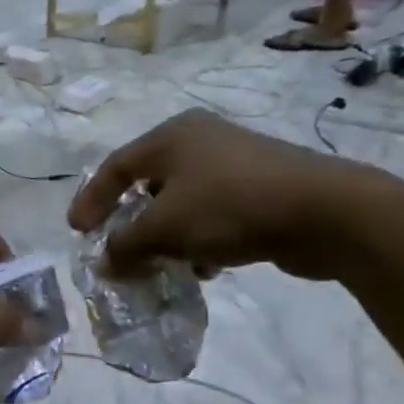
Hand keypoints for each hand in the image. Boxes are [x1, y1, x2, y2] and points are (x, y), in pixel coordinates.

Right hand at [66, 111, 372, 281]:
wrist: (326, 212)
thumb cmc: (230, 207)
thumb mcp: (164, 229)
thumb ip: (125, 246)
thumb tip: (105, 263)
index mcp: (171, 137)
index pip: (114, 168)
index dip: (90, 201)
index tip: (77, 233)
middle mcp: (199, 141)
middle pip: (146, 186)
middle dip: (130, 225)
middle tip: (116, 251)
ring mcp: (232, 163)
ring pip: (180, 204)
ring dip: (166, 238)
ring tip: (161, 267)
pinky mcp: (259, 188)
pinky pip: (211, 215)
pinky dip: (198, 240)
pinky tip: (206, 266)